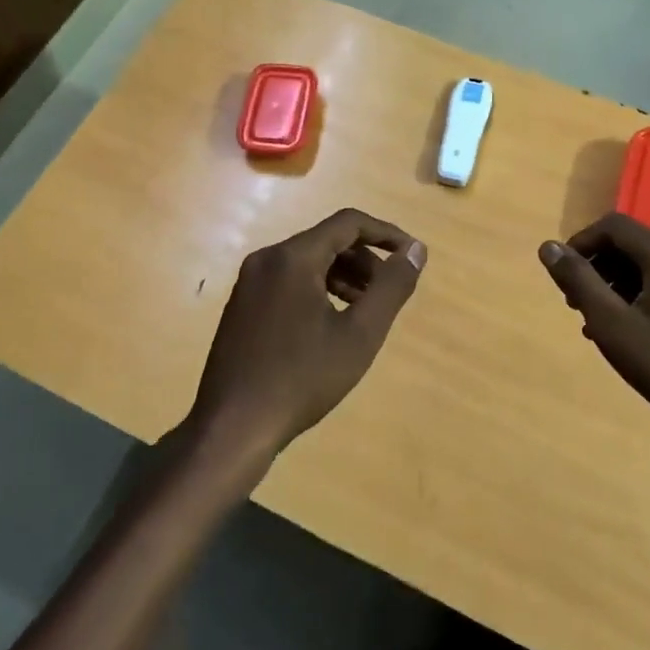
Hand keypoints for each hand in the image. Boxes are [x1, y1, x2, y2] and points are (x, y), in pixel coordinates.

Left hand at [188, 209, 426, 463]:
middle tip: (389, 293)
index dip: (386, 233)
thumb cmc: (302, 378)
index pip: (348, 223)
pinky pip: (289, 280)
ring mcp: (250, 282)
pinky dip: (319, 289)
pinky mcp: (243, 305)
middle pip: (327, 241)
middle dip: (365, 260)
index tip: (411, 256)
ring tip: (365, 311)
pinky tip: (332, 324)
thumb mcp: (360, 334)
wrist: (233, 426)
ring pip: (308, 262)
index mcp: (293, 257)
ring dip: (344, 276)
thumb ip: (392, 287)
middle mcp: (267, 258)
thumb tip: (416, 250)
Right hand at [538, 213, 649, 452]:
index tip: (563, 277)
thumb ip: (578, 281)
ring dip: (616, 284)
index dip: (581, 244)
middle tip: (576, 304)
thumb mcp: (612, 325)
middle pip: (631, 244)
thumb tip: (548, 247)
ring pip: (648, 264)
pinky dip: (640, 294)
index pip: (614, 227)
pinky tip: (627, 328)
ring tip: (597, 322)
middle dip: (598, 268)